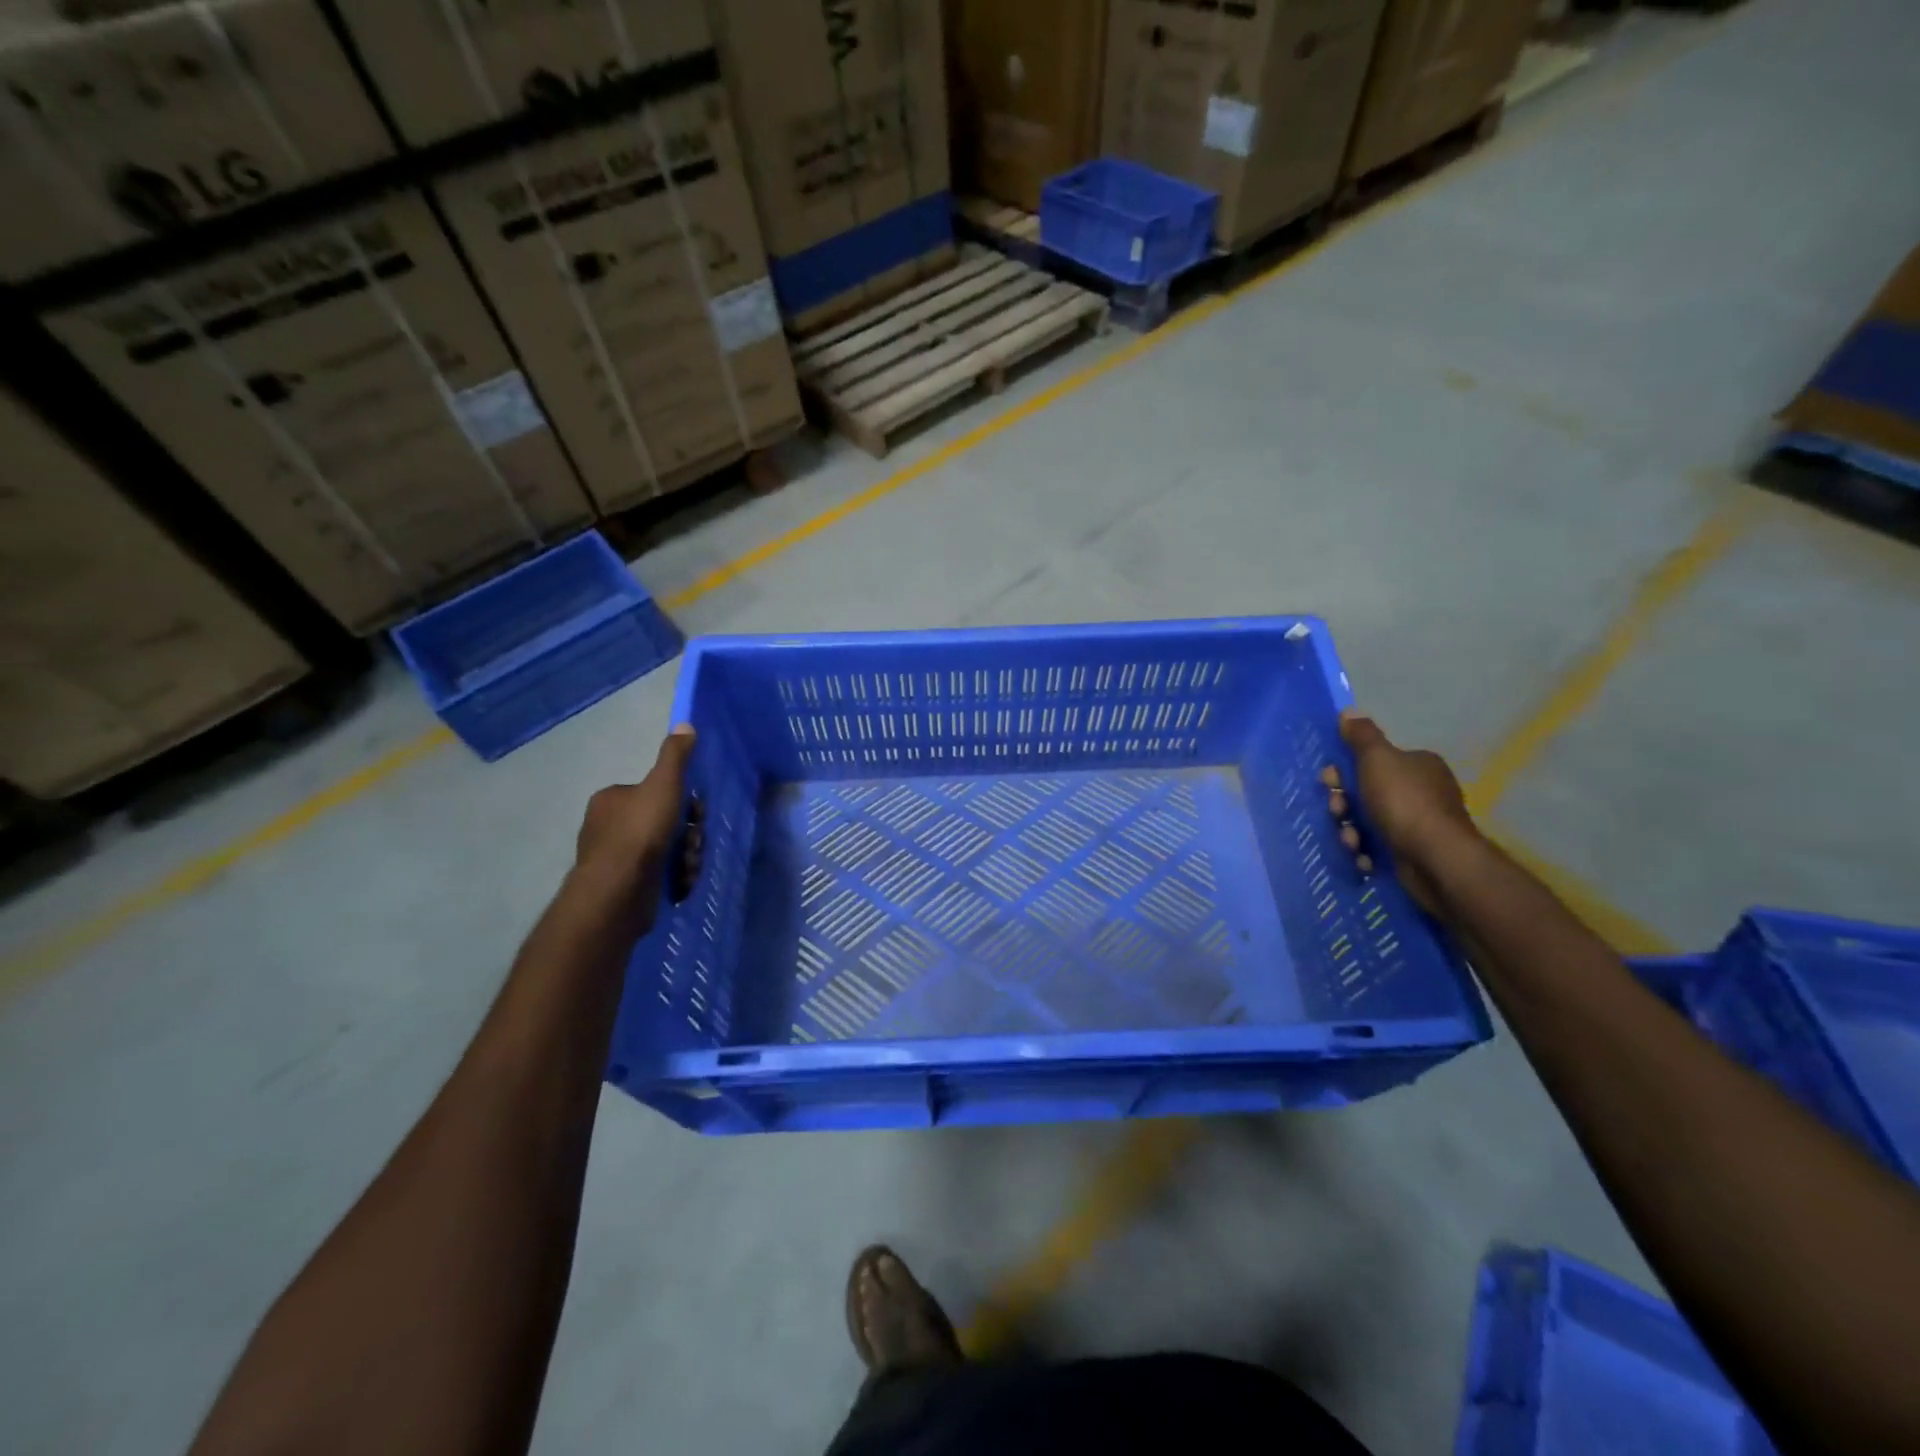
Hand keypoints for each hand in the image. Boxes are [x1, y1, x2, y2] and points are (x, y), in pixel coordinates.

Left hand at [574, 726, 699, 903]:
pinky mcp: (625, 885)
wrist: (618, 891)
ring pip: (665, 850)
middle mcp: (608, 826)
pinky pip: (659, 875)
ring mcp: (616, 858)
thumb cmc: (639, 833)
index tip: (695, 813)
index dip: (682, 802)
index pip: (656, 793)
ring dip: (685, 857)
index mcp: (612, 799)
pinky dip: (675, 877)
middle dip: (687, 835)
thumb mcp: (663, 785)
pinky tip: (681, 883)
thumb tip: (685, 724)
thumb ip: (675, 756)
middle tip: (692, 843)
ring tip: (688, 867)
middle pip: (664, 822)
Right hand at [1322, 711, 1476, 911]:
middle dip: (1344, 805)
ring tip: (1352, 842)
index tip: (1329, 782)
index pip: (1373, 761)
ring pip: (1367, 822)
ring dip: (1350, 831)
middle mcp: (1421, 791)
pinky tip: (1363, 857)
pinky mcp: (1412, 852)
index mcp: (1417, 765)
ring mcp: (1418, 824)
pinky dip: (1366, 852)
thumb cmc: (1404, 802)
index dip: (1345, 770)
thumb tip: (1349, 712)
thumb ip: (1362, 736)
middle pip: (1366, 793)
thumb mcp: (1378, 759)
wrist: (1435, 858)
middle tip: (1338, 813)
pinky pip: (1377, 847)